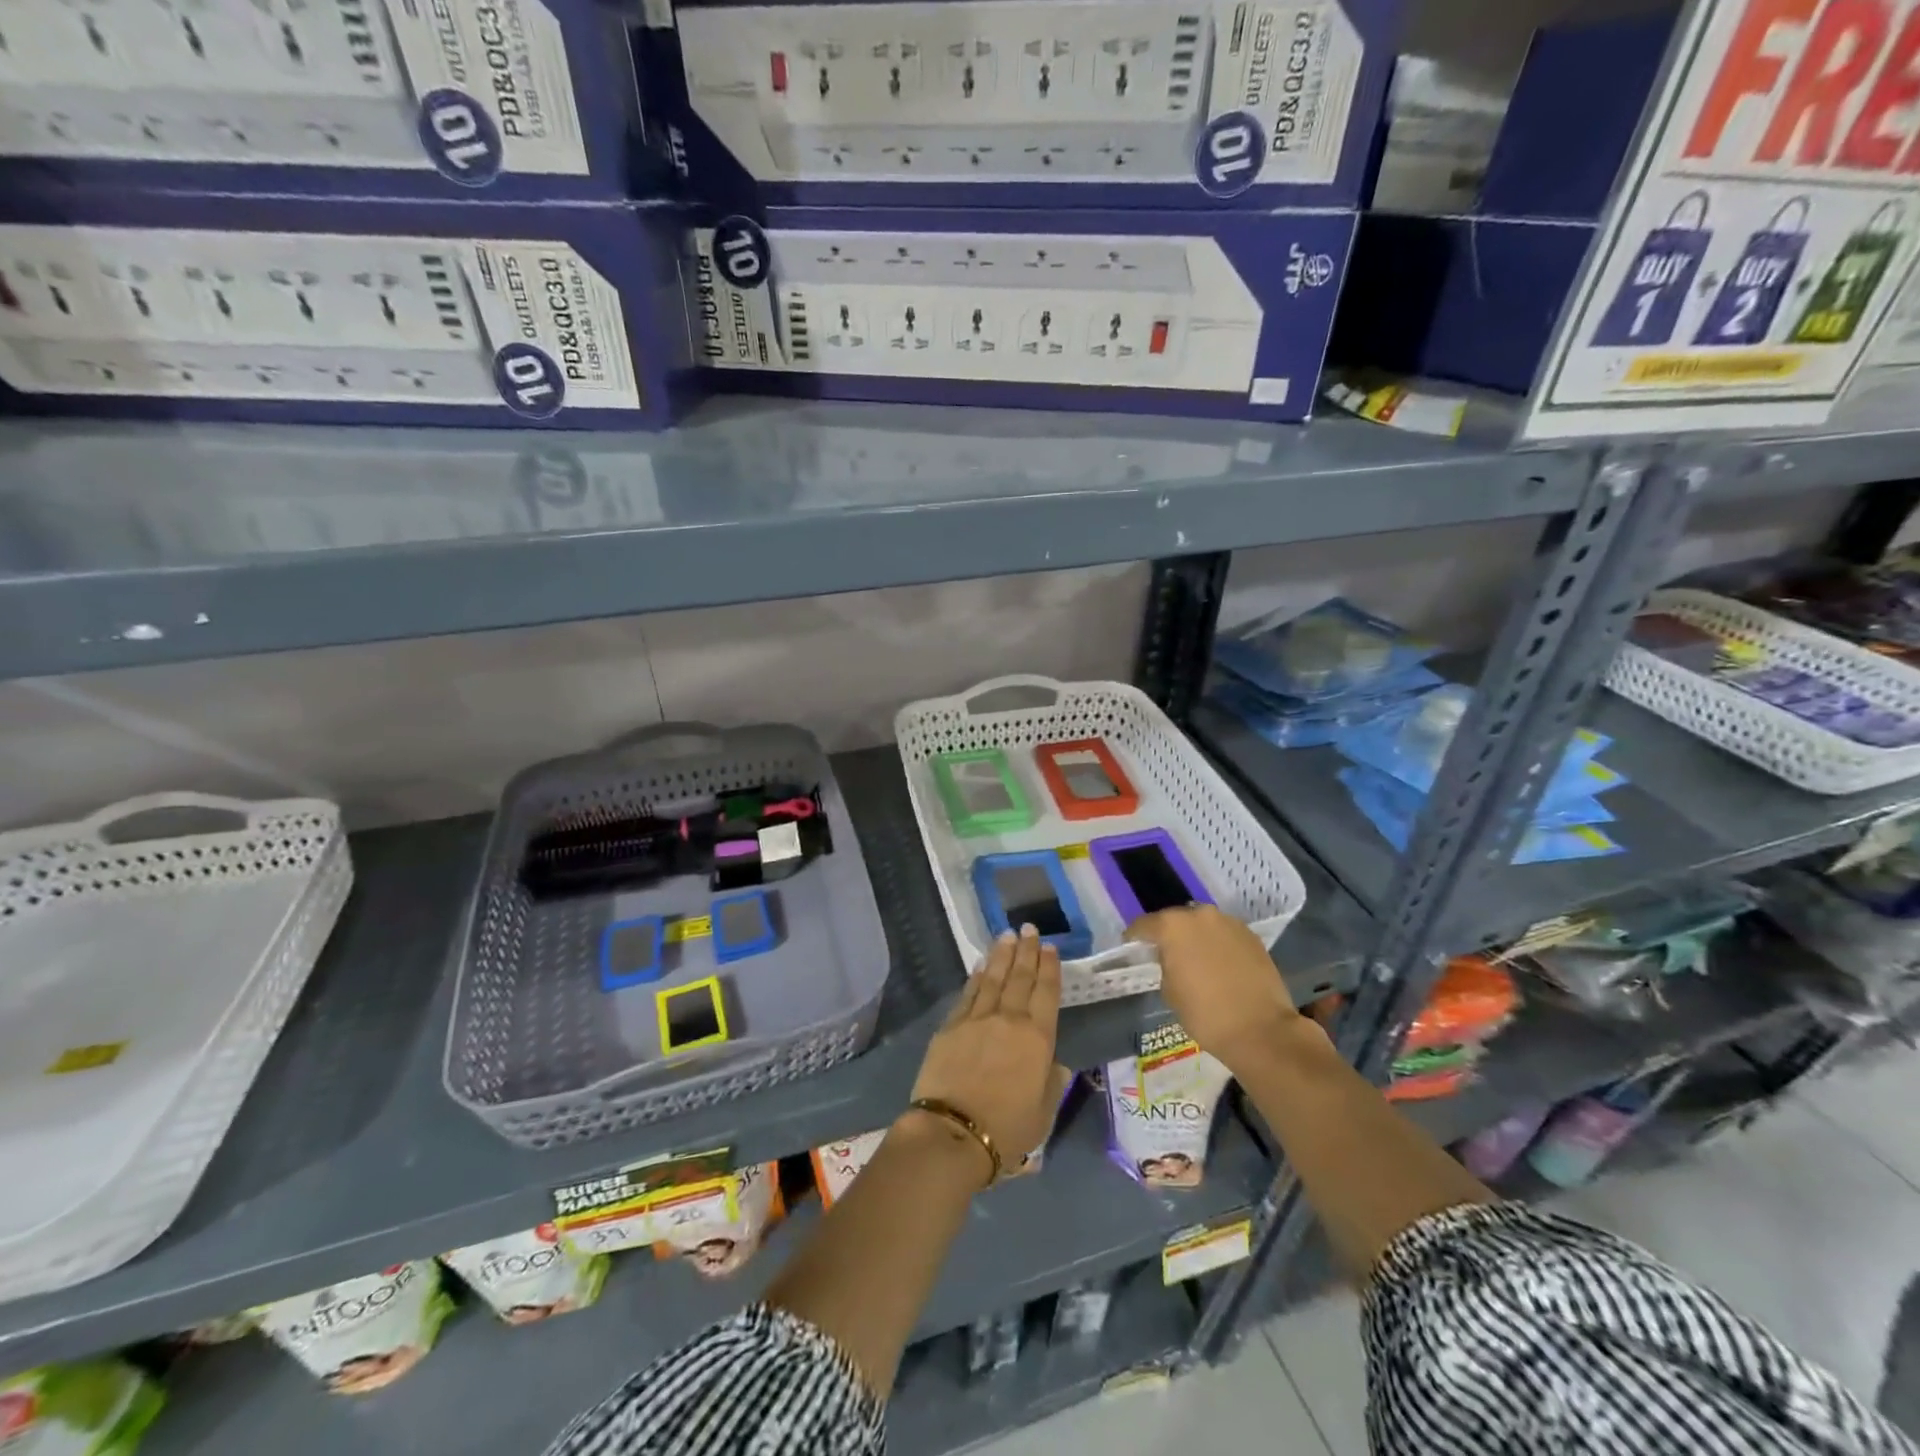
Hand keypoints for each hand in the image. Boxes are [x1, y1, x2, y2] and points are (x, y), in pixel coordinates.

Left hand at [908, 926, 1071, 1183]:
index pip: (1046, 993)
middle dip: (1026, 951)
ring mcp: (977, 1019)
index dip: (1049, 968)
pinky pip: (968, 994)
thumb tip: (1057, 1064)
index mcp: (1038, 1038)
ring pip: (993, 978)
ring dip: (1001, 955)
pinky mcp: (950, 1026)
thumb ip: (1053, 1083)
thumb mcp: (1044, 1114)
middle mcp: (1009, 1019)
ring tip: (1007, 936)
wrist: (953, 1132)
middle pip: (1020, 977)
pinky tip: (980, 966)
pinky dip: (976, 977)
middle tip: (1029, 929)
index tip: (1049, 947)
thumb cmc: (1007, 1129)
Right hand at [1128, 905, 1299, 1075]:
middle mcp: (1200, 915)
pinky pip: (1225, 935)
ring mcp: (1229, 923)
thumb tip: (1172, 959)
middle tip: (1166, 953)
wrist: (1260, 1030)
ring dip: (1196, 937)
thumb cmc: (1205, 1014)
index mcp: (1172, 927)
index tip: (1132, 947)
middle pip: (1176, 919)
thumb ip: (1165, 965)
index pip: (1144, 925)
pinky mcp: (1251, 936)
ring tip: (1196, 959)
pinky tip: (1220, 965)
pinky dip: (1218, 945)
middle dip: (1169, 934)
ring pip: (1203, 925)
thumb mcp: (1169, 991)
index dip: (1135, 937)